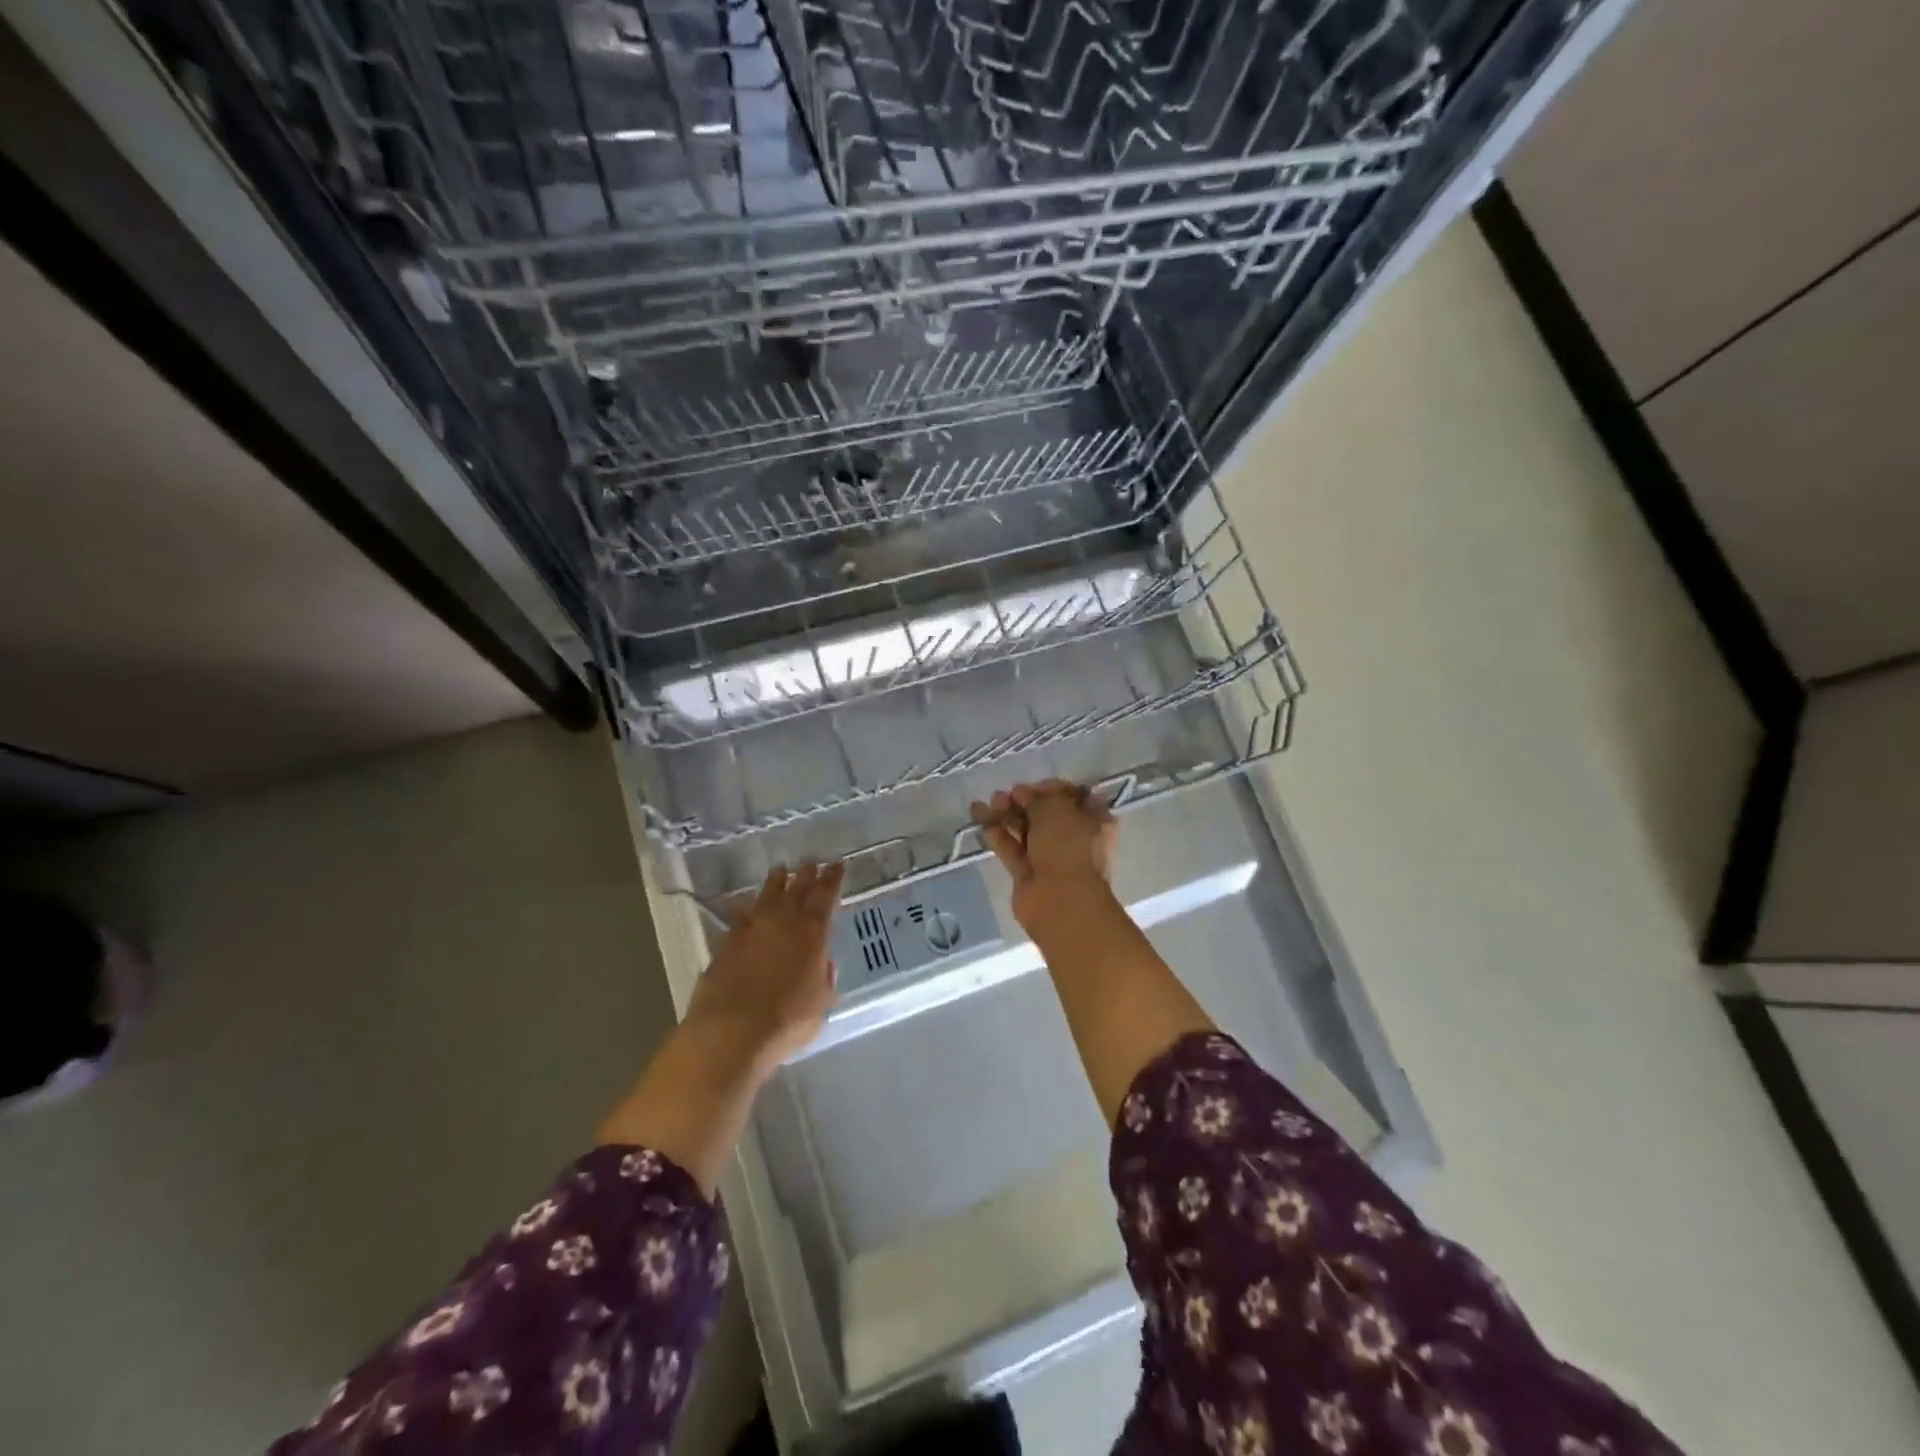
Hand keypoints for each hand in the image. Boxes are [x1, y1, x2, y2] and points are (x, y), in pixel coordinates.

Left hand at [686, 862, 844, 1067]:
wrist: (731, 1030)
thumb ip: (824, 979)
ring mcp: (752, 928)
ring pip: (768, 894)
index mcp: (813, 932)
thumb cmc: (787, 1020)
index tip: (837, 864)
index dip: (833, 878)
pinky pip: (743, 914)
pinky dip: (750, 907)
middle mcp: (783, 921)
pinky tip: (750, 906)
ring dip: (777, 881)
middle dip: (807, 874)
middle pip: (797, 888)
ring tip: (781, 870)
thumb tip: (824, 964)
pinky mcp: (727, 941)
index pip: (826, 895)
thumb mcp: (820, 1004)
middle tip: (812, 862)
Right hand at [970, 780, 1116, 930]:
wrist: (1061, 902)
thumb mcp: (1056, 809)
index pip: (1074, 797)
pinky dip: (996, 833)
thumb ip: (1037, 798)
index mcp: (1094, 820)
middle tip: (1007, 794)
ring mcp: (1050, 857)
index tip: (1034, 785)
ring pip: (1026, 830)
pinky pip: (1011, 847)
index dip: (1053, 788)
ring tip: (989, 802)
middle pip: (1046, 813)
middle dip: (1024, 801)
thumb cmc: (1068, 847)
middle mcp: (1074, 837)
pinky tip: (978, 816)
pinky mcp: (1027, 873)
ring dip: (1007, 814)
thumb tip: (1021, 793)